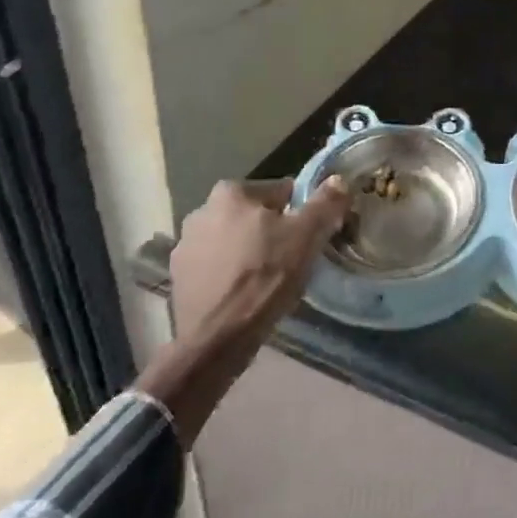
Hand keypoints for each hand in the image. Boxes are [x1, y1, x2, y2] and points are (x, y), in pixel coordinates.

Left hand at [169, 177, 350, 343]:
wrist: (216, 338)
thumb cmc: (265, 277)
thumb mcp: (307, 236)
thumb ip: (325, 202)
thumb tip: (338, 180)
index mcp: (231, 192)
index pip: (281, 191)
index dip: (302, 213)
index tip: (311, 236)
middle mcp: (201, 210)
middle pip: (255, 215)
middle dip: (273, 231)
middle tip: (292, 259)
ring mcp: (184, 245)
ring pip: (234, 240)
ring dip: (249, 251)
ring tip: (269, 280)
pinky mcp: (178, 277)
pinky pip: (216, 266)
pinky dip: (230, 273)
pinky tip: (245, 294)